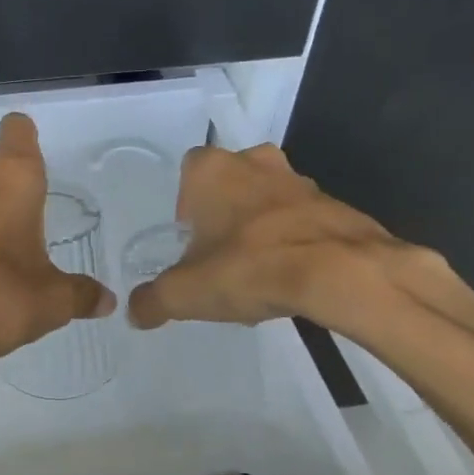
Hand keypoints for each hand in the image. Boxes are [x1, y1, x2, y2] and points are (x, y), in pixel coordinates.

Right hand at [127, 143, 414, 330]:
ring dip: (260, 227)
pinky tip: (292, 278)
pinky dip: (293, 241)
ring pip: (267, 199)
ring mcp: (298, 179)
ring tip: (259, 273)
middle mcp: (254, 161)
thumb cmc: (248, 267)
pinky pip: (301, 219)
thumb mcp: (186, 293)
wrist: (338, 272)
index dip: (186, 209)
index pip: (187, 174)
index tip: (192, 244)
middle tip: (221, 257)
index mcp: (211, 169)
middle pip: (229, 184)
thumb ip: (153, 301)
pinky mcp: (333, 203)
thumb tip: (135, 313)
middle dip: (224, 216)